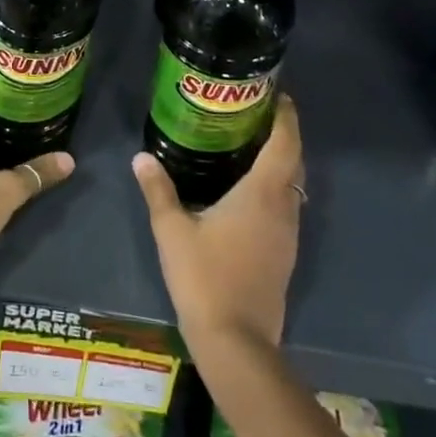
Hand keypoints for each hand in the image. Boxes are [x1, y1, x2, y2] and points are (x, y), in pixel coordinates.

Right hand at [131, 95, 302, 353]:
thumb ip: (158, 190)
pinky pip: (286, 206)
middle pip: (294, 162)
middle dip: (282, 135)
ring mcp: (288, 234)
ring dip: (281, 162)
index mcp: (261, 195)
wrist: (236, 341)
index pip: (284, 144)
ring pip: (293, 186)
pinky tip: (248, 191)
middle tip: (257, 114)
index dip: (285, 117)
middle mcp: (283, 209)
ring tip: (250, 144)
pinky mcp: (284, 254)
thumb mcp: (172, 230)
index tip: (278, 95)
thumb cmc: (204, 277)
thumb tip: (141, 157)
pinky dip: (275, 187)